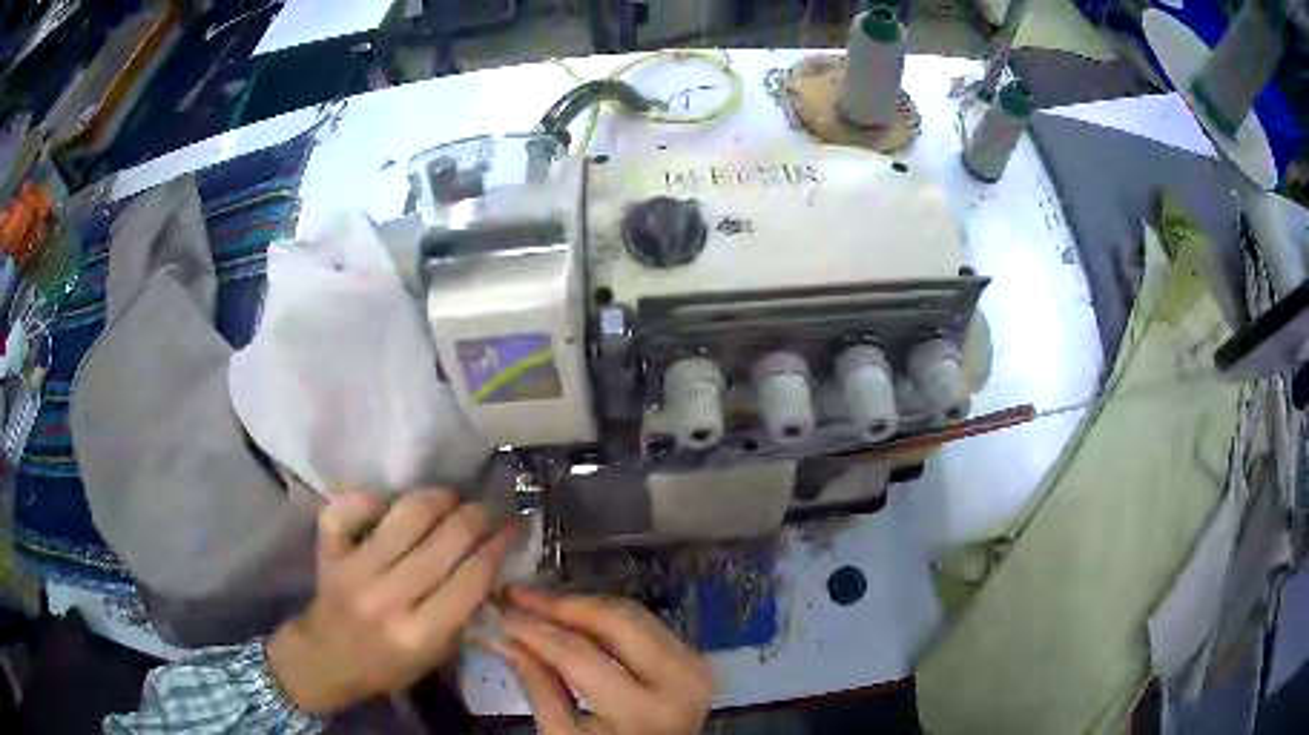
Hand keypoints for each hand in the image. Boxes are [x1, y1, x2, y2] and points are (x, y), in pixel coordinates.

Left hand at [267, 489, 516, 715]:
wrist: (326, 659)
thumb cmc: (389, 665)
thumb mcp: (438, 654)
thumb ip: (463, 612)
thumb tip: (490, 560)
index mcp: (421, 632)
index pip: (472, 576)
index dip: (499, 544)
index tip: (514, 527)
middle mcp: (388, 597)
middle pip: (446, 538)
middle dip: (478, 515)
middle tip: (490, 509)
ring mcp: (354, 569)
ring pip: (407, 514)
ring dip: (439, 497)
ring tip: (452, 499)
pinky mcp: (328, 551)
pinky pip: (350, 507)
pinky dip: (372, 498)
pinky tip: (392, 503)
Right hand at [492, 587, 713, 734]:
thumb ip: (537, 686)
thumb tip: (501, 636)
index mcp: (644, 711)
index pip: (580, 656)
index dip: (536, 629)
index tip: (500, 610)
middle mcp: (679, 680)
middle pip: (615, 622)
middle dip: (562, 604)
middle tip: (517, 594)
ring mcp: (693, 666)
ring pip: (631, 614)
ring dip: (582, 606)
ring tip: (536, 601)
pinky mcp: (693, 658)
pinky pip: (643, 624)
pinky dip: (604, 617)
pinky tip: (570, 615)